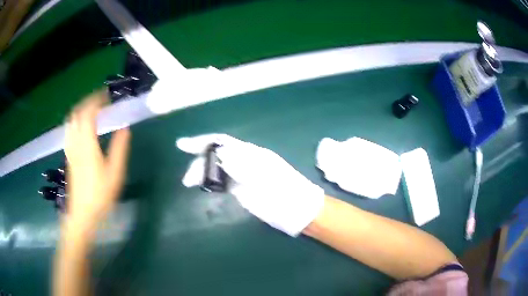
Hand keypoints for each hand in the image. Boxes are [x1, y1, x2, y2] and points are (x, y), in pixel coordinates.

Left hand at [64, 90, 130, 233]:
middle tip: (101, 99)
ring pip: (71, 120)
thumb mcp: (115, 173)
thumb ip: (120, 148)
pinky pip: (70, 130)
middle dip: (88, 101)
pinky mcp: (69, 155)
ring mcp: (70, 149)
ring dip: (81, 109)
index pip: (89, 112)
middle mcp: (76, 142)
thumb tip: (124, 127)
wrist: (82, 213)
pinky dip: (76, 121)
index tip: (108, 96)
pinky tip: (81, 126)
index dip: (98, 100)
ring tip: (92, 109)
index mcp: (87, 144)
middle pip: (77, 112)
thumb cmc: (100, 195)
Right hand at [177, 134, 324, 235]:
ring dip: (202, 172)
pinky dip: (211, 181)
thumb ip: (243, 166)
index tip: (182, 145)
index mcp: (252, 154)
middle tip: (188, 179)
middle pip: (217, 155)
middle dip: (199, 163)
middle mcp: (246, 161)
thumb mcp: (267, 179)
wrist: (299, 211)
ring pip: (217, 168)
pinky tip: (203, 186)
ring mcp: (244, 175)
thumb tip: (220, 155)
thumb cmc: (286, 195)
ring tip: (191, 183)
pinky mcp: (243, 189)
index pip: (222, 142)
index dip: (201, 142)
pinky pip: (223, 180)